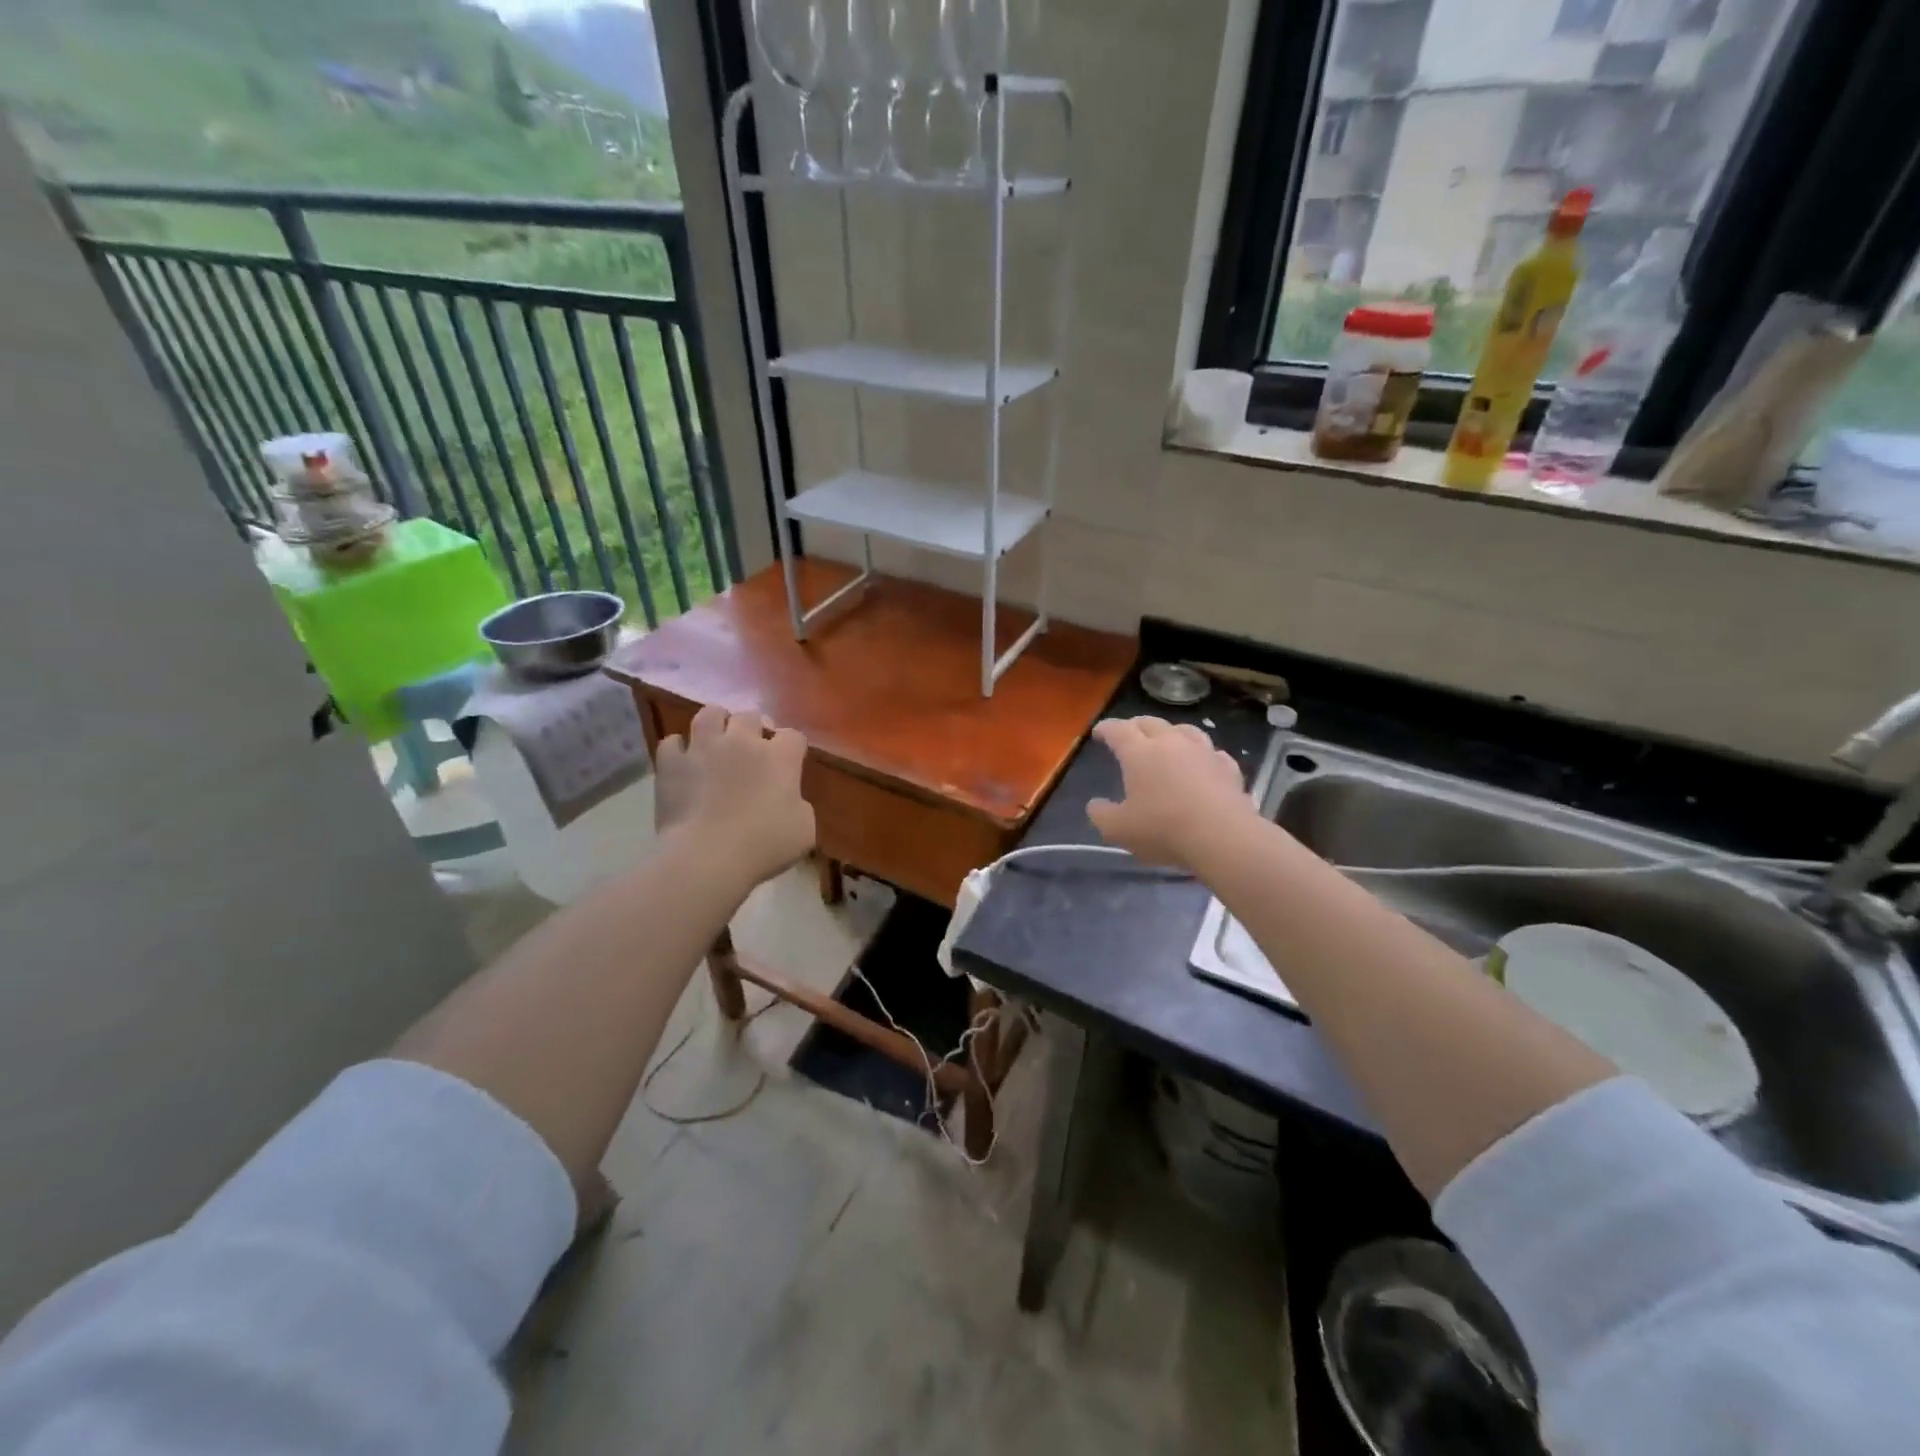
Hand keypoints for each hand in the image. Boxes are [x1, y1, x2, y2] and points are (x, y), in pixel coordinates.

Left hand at [654, 704, 815, 888]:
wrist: (708, 857)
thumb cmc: (764, 845)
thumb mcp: (804, 830)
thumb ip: (799, 805)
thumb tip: (789, 799)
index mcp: (780, 757)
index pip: (793, 736)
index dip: (792, 747)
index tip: (789, 762)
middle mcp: (743, 741)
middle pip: (750, 716)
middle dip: (753, 728)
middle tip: (751, 748)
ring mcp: (703, 747)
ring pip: (709, 714)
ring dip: (715, 723)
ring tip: (716, 739)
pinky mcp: (671, 763)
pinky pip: (672, 742)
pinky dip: (678, 749)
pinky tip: (683, 761)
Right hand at [1087, 717, 1255, 869]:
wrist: (1222, 837)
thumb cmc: (1163, 829)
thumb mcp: (1118, 829)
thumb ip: (1101, 815)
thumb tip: (1095, 805)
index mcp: (1139, 752)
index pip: (1118, 730)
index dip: (1106, 728)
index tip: (1098, 732)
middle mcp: (1171, 743)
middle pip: (1150, 723)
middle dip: (1136, 726)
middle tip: (1129, 734)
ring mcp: (1203, 752)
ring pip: (1185, 730)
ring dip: (1171, 732)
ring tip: (1167, 740)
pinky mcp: (1228, 768)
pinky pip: (1212, 753)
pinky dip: (1202, 754)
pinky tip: (1203, 763)